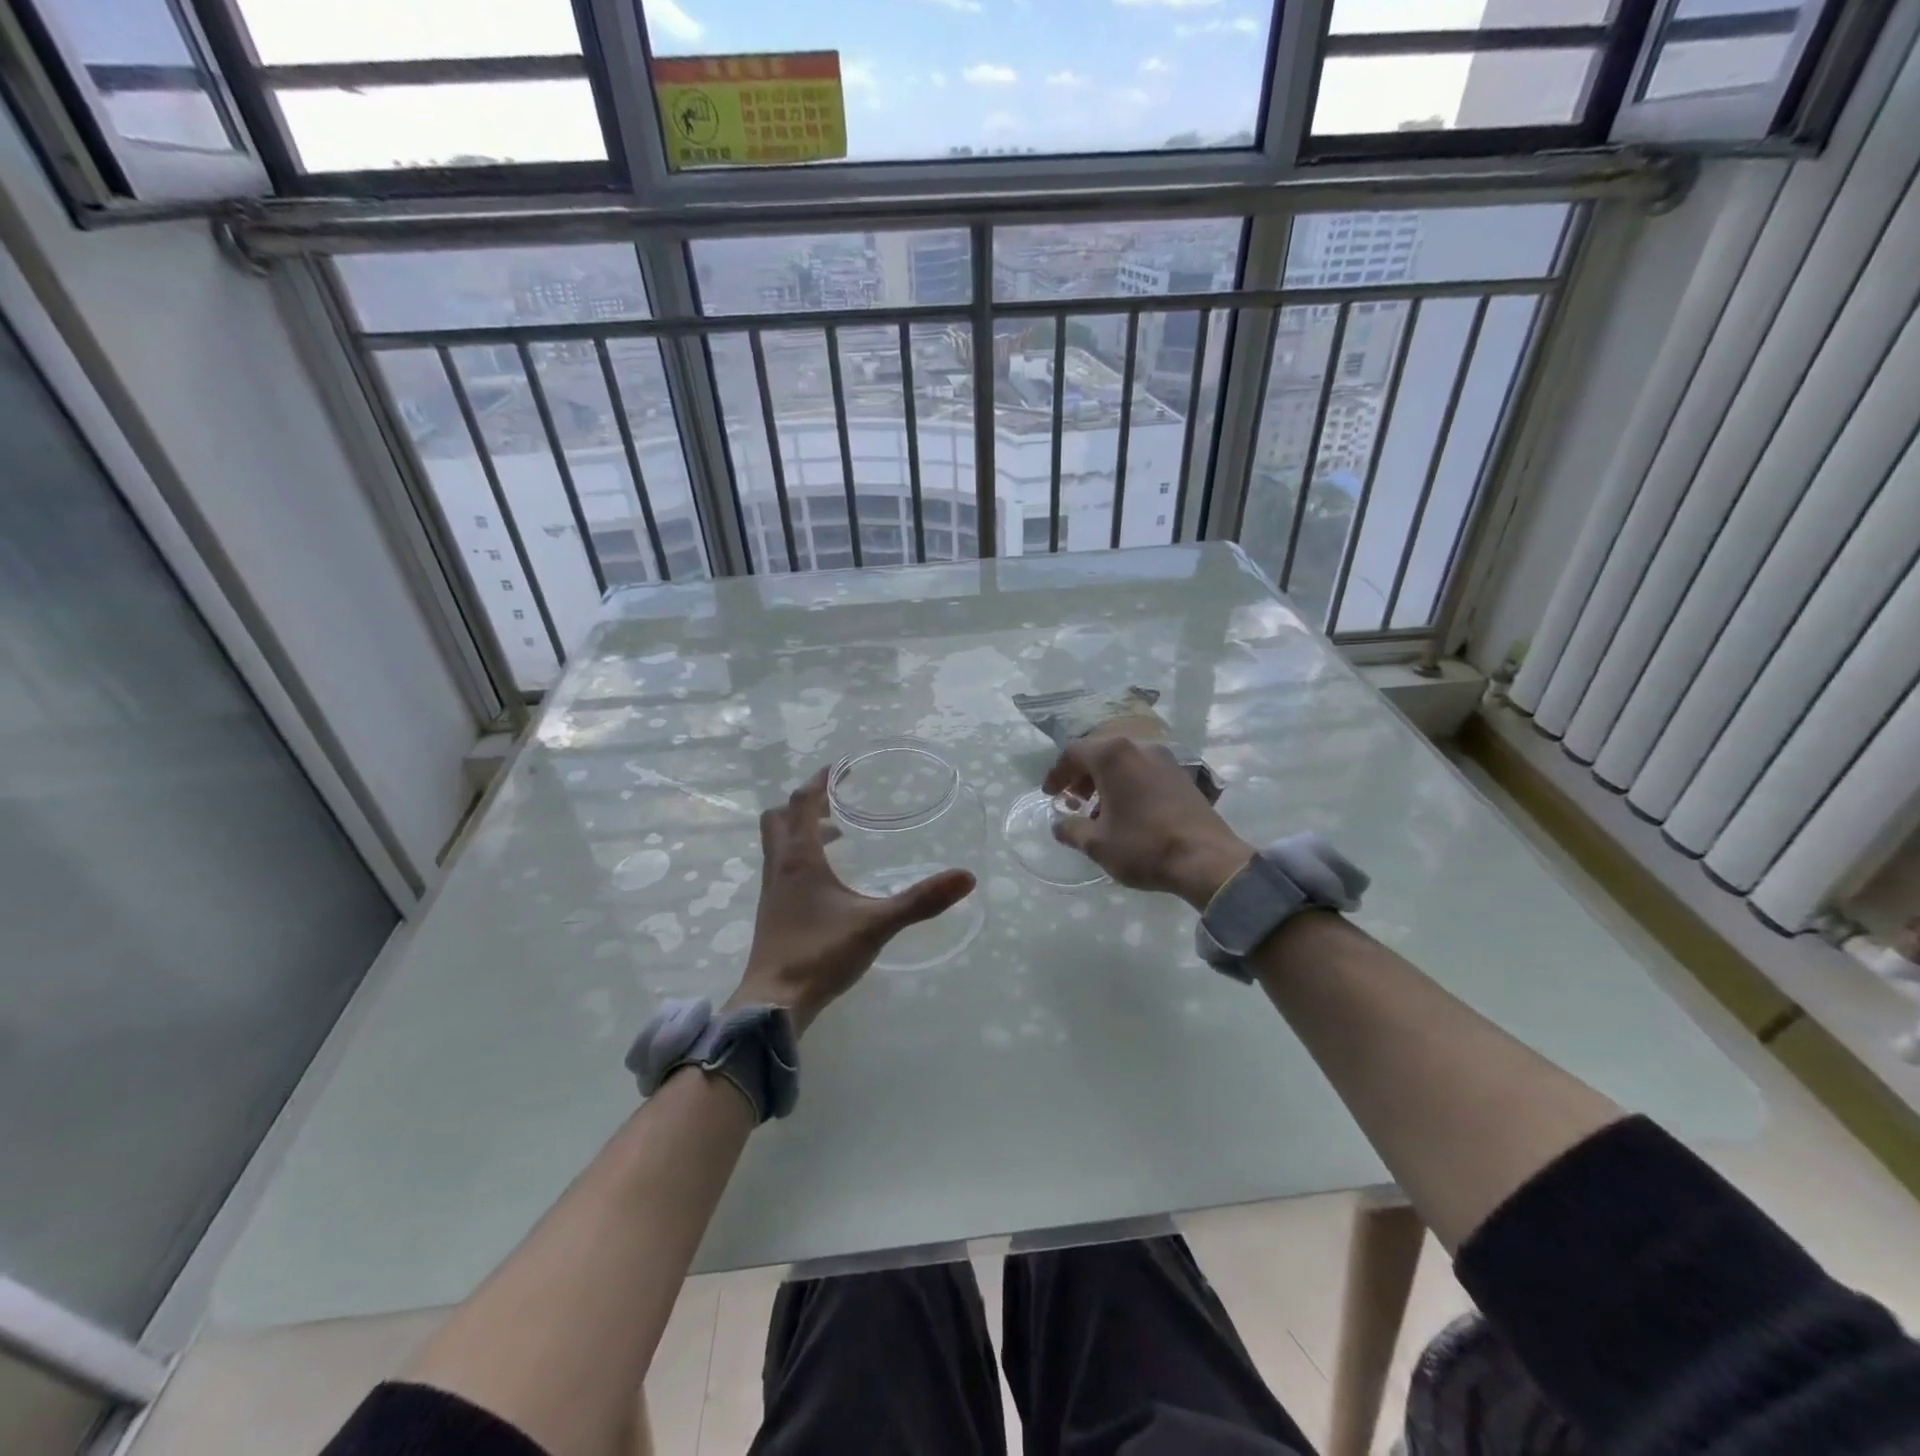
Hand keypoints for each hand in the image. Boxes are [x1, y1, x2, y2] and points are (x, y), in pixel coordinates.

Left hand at [729, 767, 975, 1032]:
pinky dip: (800, 857)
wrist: (775, 1003)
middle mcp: (779, 867)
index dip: (819, 781)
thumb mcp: (877, 924)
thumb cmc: (821, 955)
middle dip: (804, 803)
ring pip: (778, 844)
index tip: (839, 768)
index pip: (802, 803)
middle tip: (836, 802)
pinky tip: (827, 881)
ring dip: (801, 830)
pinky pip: (782, 867)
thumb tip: (966, 877)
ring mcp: (772, 891)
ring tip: (837, 836)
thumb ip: (921, 901)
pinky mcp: (772, 912)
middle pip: (779, 818)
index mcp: (799, 858)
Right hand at [1043, 738, 1252, 910]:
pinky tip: (1127, 811)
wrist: (1207, 859)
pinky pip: (1143, 770)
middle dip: (1081, 775)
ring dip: (1105, 780)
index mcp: (1113, 756)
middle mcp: (1139, 747)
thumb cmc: (1144, 846)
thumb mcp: (1097, 843)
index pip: (1073, 752)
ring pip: (1123, 761)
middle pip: (1099, 752)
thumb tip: (1059, 824)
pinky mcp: (1181, 775)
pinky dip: (1127, 783)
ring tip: (1099, 810)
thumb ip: (1071, 829)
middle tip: (1073, 801)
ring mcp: (1164, 759)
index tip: (1050, 794)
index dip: (1057, 773)